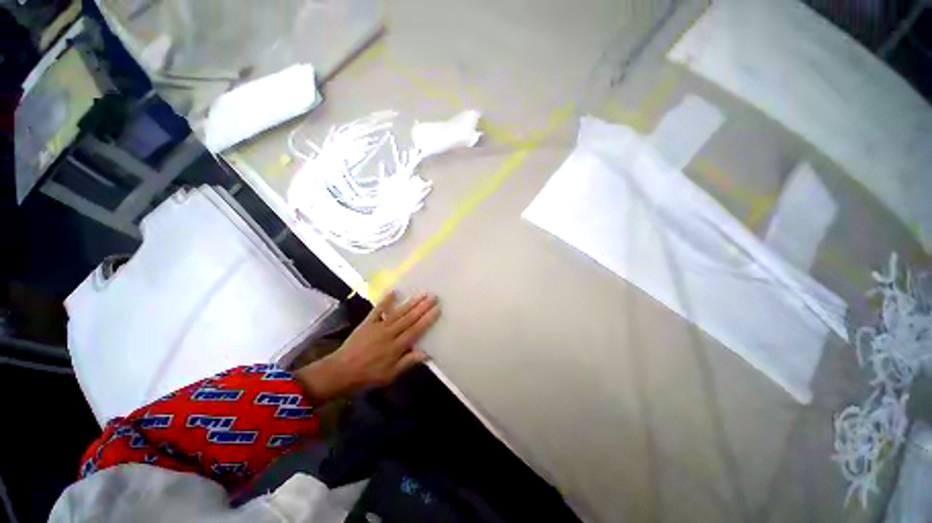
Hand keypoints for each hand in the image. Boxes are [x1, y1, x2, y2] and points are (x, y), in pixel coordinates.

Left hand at [296, 291, 439, 401]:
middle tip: (433, 296)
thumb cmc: (368, 375)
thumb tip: (427, 354)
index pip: (416, 330)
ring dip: (411, 302)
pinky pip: (378, 309)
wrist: (340, 371)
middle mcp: (390, 333)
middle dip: (423, 306)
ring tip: (422, 293)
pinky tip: (394, 291)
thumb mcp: (390, 374)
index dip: (427, 319)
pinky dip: (386, 300)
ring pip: (399, 312)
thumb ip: (408, 362)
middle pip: (409, 318)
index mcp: (397, 346)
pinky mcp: (367, 322)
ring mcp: (379, 326)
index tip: (437, 309)